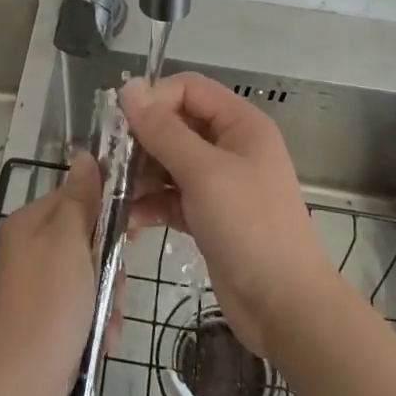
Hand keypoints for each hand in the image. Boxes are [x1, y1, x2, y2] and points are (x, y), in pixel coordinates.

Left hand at [0, 152, 107, 395]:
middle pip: (86, 239)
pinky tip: (101, 341)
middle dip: (109, 266)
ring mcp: (34, 289)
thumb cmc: (49, 305)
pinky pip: (81, 309)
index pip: (76, 196)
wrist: (21, 389)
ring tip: (107, 322)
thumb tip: (85, 154)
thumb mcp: (70, 242)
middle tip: (114, 286)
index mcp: (28, 224)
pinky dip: (95, 323)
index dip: (106, 211)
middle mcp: (27, 251)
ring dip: (107, 299)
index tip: (130, 231)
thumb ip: (81, 198)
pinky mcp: (43, 323)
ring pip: (89, 277)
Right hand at [121, 73, 337, 358]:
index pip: (188, 89)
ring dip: (140, 175)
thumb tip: (128, 87)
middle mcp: (230, 145)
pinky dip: (150, 204)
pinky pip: (171, 196)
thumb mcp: (203, 172)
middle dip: (141, 141)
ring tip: (112, 193)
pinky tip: (126, 220)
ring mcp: (220, 182)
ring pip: (169, 162)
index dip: (154, 99)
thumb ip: (163, 130)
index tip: (121, 125)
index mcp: (240, 123)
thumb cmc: (249, 227)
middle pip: (175, 125)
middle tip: (109, 162)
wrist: (285, 307)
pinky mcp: (208, 215)